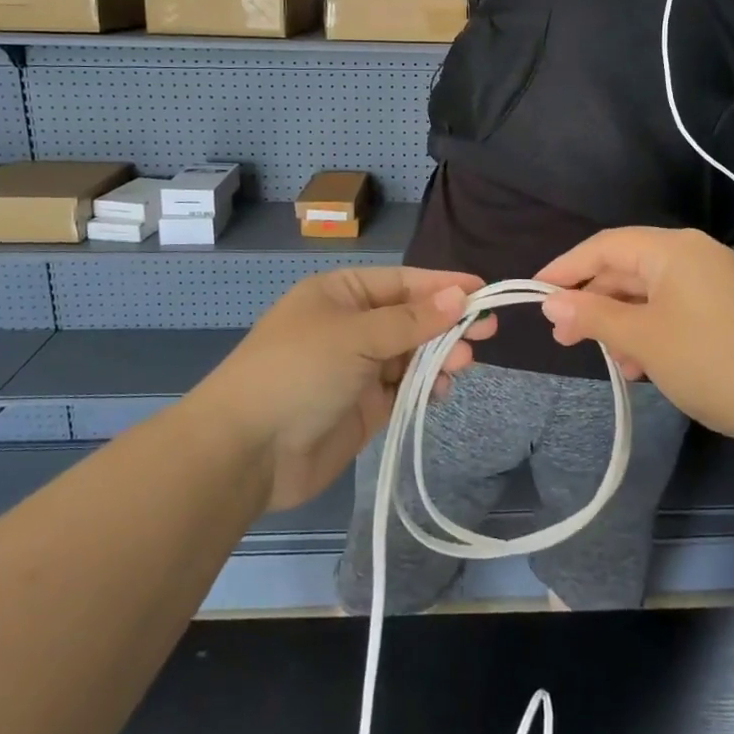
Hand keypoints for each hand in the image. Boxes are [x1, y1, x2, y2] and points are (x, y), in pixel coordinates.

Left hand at [203, 268, 496, 509]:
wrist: (246, 451)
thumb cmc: (298, 372)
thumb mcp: (355, 336)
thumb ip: (411, 320)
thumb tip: (459, 295)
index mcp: (341, 294)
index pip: (403, 283)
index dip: (443, 285)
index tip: (484, 290)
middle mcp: (351, 326)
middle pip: (411, 318)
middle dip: (446, 323)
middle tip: (487, 330)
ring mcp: (357, 369)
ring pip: (411, 354)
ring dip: (439, 355)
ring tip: (465, 362)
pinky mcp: (364, 407)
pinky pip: (404, 388)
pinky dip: (425, 386)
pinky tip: (442, 388)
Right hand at [535, 227, 733, 456]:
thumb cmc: (710, 362)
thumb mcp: (642, 339)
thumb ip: (593, 316)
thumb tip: (550, 303)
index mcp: (674, 249)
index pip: (606, 245)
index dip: (566, 267)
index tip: (535, 291)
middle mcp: (695, 256)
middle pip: (628, 269)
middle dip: (593, 302)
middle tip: (562, 335)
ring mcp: (715, 284)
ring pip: (650, 294)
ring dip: (621, 323)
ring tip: (605, 357)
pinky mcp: (727, 312)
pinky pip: (674, 311)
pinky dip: (650, 332)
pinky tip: (639, 366)